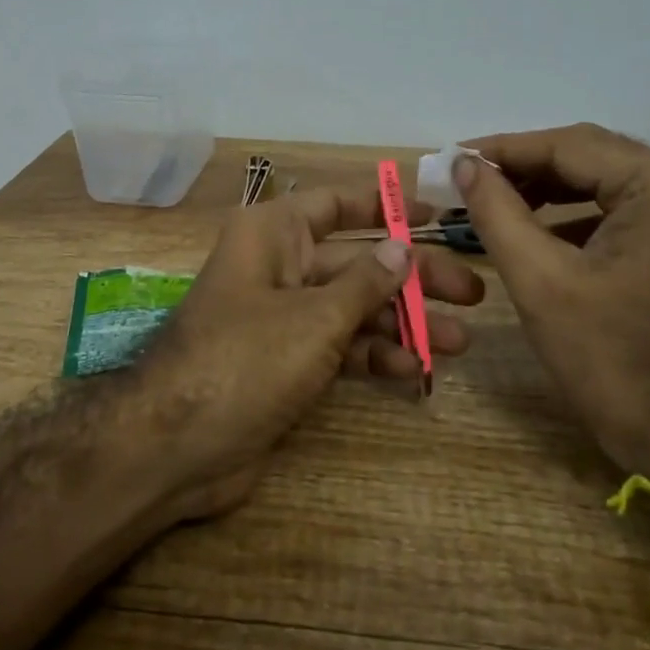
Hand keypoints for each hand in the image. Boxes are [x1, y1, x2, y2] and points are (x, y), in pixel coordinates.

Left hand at [138, 187, 486, 519]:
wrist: (177, 447)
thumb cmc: (245, 360)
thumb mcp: (315, 318)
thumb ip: (366, 282)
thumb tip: (402, 247)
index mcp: (272, 234)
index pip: (337, 203)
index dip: (387, 205)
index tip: (438, 214)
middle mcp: (277, 266)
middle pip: (356, 260)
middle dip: (412, 277)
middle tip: (472, 293)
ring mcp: (282, 317)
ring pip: (353, 307)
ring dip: (403, 322)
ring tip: (458, 341)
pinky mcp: (286, 362)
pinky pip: (339, 347)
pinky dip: (374, 356)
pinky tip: (414, 370)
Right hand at [456, 124, 649, 479]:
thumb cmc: (611, 359)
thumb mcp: (540, 281)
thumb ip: (497, 212)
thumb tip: (462, 164)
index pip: (570, 146)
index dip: (504, 149)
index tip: (452, 158)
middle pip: (588, 155)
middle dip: (523, 166)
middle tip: (464, 178)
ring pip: (599, 179)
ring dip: (543, 188)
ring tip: (487, 200)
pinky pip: (615, 207)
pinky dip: (569, 212)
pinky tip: (528, 226)